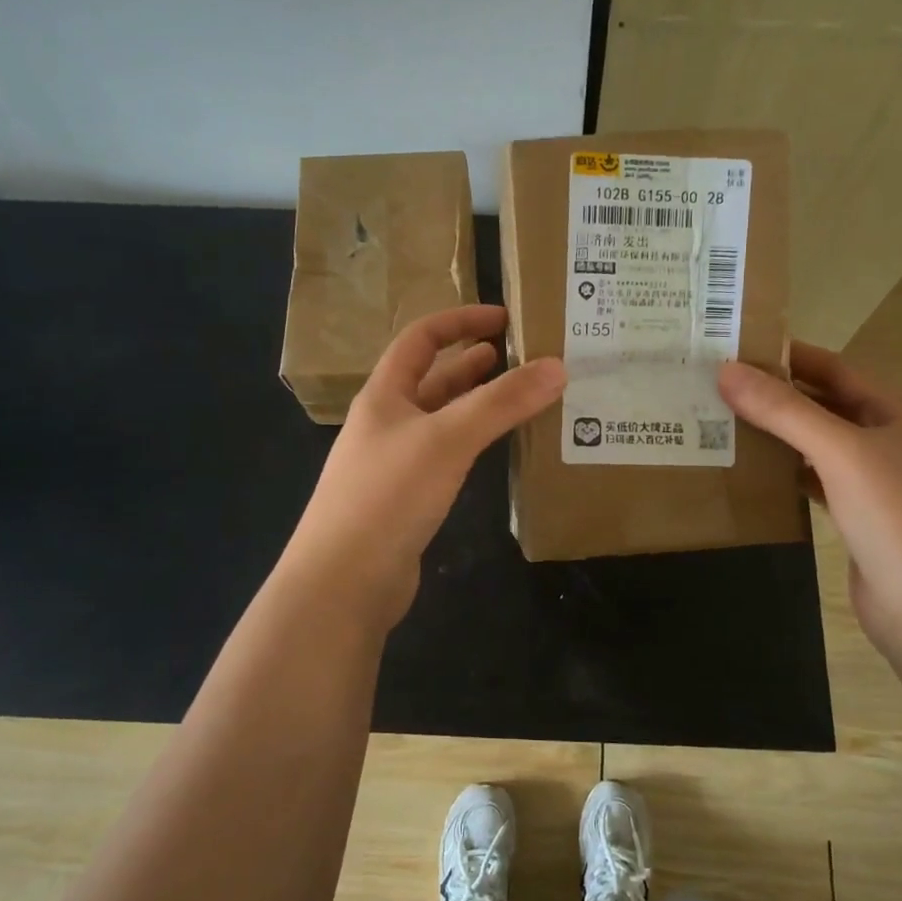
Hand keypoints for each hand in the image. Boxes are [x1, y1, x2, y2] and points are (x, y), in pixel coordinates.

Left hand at [283, 305, 564, 630]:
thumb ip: (501, 403)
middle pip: (432, 378)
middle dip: (473, 363)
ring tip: (519, 396)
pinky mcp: (407, 500)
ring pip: (441, 420)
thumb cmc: (388, 495)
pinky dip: (473, 443)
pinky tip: (497, 449)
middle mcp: (386, 423)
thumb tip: (557, 367)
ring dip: (476, 404)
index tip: (504, 318)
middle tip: (521, 358)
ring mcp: (394, 463)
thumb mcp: (447, 439)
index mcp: (384, 395)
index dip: (460, 320)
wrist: (343, 582)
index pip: (420, 338)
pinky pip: (446, 456)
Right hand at [718, 341, 901, 657]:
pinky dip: (786, 473)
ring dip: (777, 434)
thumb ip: (784, 411)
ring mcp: (877, 483)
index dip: (787, 355)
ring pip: (818, 445)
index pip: (834, 367)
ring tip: (723, 422)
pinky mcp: (860, 519)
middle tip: (717, 385)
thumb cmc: (900, 520)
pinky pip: (816, 482)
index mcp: (896, 413)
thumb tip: (726, 370)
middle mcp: (889, 441)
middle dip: (776, 395)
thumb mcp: (841, 453)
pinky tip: (752, 471)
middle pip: (825, 405)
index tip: (734, 346)